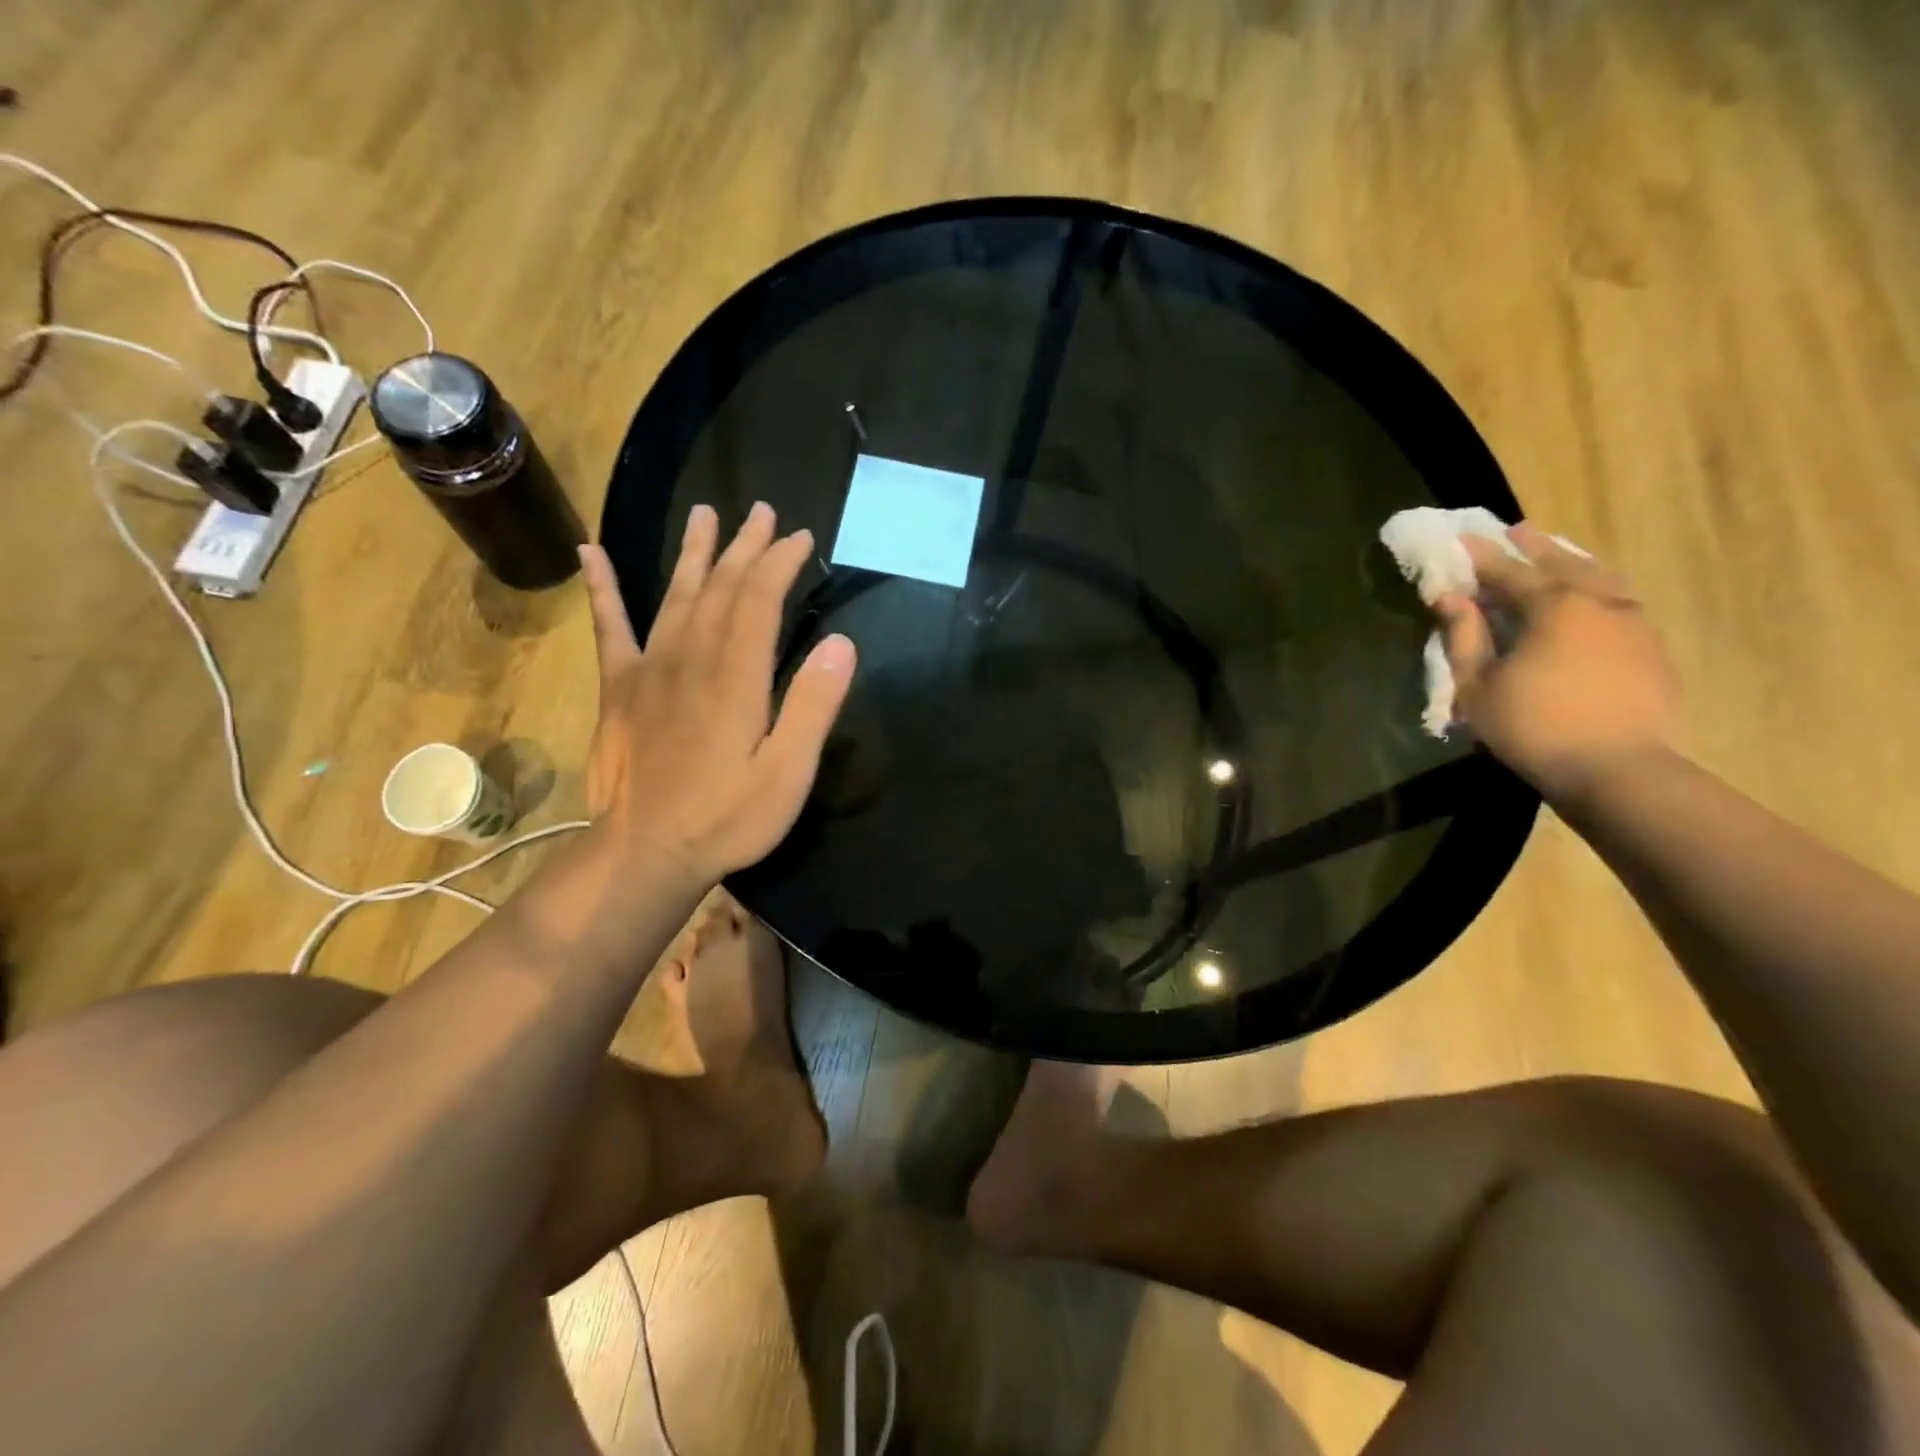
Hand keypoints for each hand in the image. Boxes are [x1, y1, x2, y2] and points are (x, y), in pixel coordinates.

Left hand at [579, 502, 855, 884]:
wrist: (645, 853)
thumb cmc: (727, 818)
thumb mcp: (788, 772)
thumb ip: (813, 706)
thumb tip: (842, 643)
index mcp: (736, 676)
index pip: (760, 599)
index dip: (781, 562)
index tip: (802, 537)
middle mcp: (691, 658)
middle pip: (721, 587)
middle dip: (746, 546)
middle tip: (764, 512)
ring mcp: (649, 670)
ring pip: (675, 596)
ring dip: (694, 553)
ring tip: (706, 514)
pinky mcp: (619, 689)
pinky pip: (609, 628)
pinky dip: (602, 589)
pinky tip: (590, 553)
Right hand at [1435, 524, 1678, 800]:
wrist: (1616, 768)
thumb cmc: (1532, 726)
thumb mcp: (1478, 685)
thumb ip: (1464, 637)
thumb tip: (1450, 598)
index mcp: (1552, 607)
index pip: (1509, 571)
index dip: (1482, 556)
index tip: (1462, 539)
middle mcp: (1598, 602)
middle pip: (1562, 563)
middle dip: (1534, 547)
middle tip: (1515, 531)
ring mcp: (1633, 622)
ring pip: (1601, 577)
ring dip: (1573, 561)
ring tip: (1556, 554)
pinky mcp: (1651, 646)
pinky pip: (1620, 600)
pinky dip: (1598, 587)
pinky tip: (1591, 595)